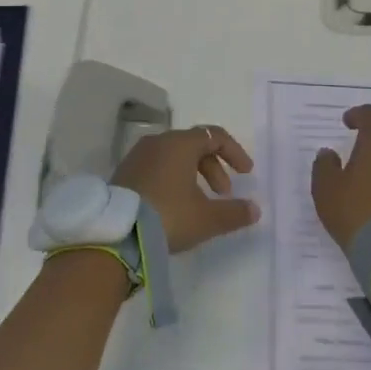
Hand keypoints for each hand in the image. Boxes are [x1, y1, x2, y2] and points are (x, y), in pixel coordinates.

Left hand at [113, 125, 258, 253]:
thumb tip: (255, 209)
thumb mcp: (206, 218)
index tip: (246, 173)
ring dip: (194, 174)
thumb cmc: (168, 216)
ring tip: (200, 202)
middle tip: (223, 194)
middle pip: (194, 145)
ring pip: (174, 156)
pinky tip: (174, 205)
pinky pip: (157, 166)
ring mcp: (138, 155)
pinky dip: (173, 178)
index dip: (234, 152)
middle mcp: (158, 142)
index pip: (215, 135)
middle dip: (214, 168)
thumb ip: (234, 212)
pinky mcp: (124, 172)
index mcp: (179, 144)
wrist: (115, 233)